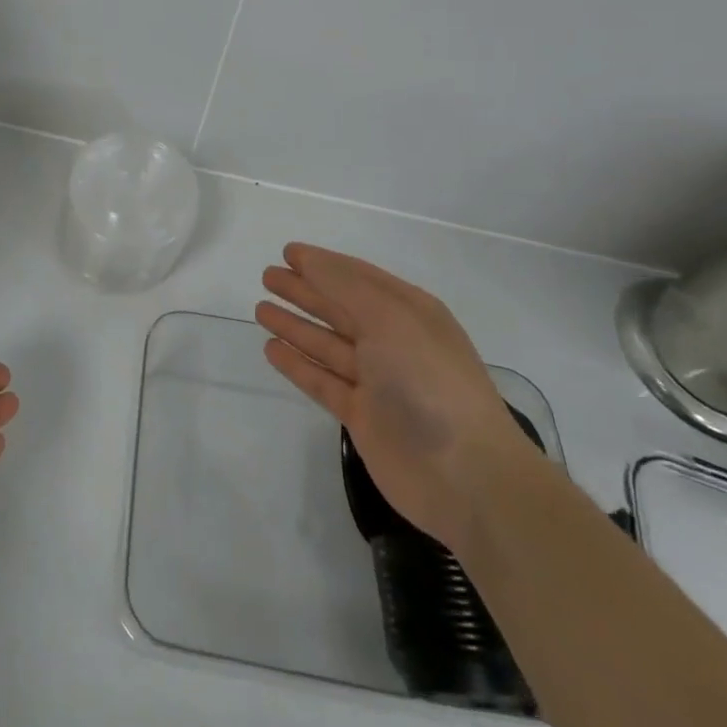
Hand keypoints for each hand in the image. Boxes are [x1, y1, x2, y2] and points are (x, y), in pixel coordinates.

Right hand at [256, 243, 537, 550]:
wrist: (466, 475)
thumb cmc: (428, 380)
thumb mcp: (389, 317)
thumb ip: (344, 285)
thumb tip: (308, 260)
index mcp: (409, 312)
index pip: (358, 277)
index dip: (322, 263)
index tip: (287, 252)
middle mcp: (393, 342)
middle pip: (339, 308)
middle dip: (304, 290)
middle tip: (267, 276)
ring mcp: (378, 382)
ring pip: (327, 344)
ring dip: (296, 325)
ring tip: (261, 309)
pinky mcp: (363, 417)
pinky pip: (322, 381)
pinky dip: (297, 364)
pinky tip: (272, 349)